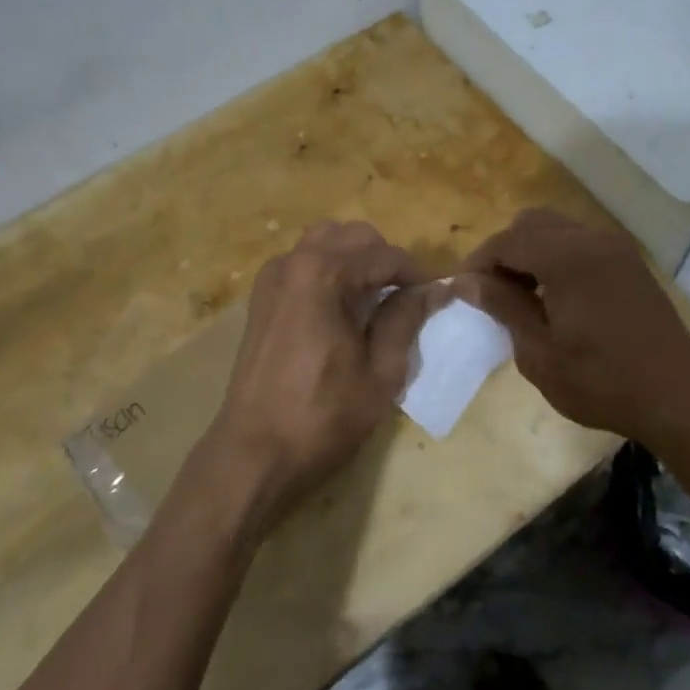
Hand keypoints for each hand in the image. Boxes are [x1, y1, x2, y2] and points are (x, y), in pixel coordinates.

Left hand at [199, 220, 442, 535]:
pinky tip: (340, 309)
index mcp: (324, 273)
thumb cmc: (323, 417)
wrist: (253, 453)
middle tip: (405, 299)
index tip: (436, 298)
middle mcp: (294, 261)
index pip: (386, 255)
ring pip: (326, 242)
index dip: (417, 275)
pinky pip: (303, 262)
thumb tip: (433, 290)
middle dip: (385, 260)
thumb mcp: (380, 372)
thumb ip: (406, 320)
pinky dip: (329, 270)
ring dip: (356, 260)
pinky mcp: (261, 297)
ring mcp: (272, 277)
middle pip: (354, 236)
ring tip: (374, 300)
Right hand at [452, 209, 689, 447]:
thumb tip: (467, 280)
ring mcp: (616, 248)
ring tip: (520, 295)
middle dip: (504, 251)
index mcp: (568, 257)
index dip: (478, 263)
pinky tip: (554, 296)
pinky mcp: (629, 262)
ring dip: (531, 252)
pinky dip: (556, 257)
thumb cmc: (601, 382)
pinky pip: (580, 243)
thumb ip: (503, 306)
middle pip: (531, 224)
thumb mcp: (539, 352)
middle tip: (491, 292)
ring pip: (557, 229)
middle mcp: (592, 239)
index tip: (462, 291)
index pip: (507, 241)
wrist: (677, 398)